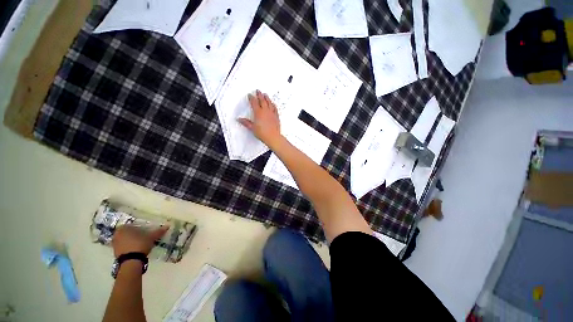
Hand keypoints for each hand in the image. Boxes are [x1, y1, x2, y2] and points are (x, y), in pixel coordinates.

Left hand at [112, 225, 168, 257]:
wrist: (131, 262)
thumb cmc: (140, 244)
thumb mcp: (151, 237)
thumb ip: (158, 231)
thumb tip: (167, 226)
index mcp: (123, 228)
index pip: (132, 224)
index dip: (139, 227)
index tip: (145, 230)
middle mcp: (116, 235)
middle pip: (127, 232)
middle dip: (134, 234)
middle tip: (143, 236)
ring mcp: (114, 244)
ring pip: (124, 240)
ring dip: (131, 241)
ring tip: (141, 243)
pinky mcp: (115, 253)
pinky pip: (123, 247)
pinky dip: (129, 247)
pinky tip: (136, 249)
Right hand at [238, 90, 281, 146]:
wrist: (273, 137)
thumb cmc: (263, 133)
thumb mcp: (252, 128)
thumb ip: (246, 123)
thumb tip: (239, 119)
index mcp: (258, 113)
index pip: (254, 103)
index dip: (251, 98)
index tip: (250, 95)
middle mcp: (265, 111)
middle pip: (262, 100)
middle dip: (259, 95)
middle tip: (258, 91)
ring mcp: (272, 113)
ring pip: (269, 103)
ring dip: (267, 98)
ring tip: (265, 94)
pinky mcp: (276, 116)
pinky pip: (275, 108)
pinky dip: (273, 105)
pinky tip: (273, 103)